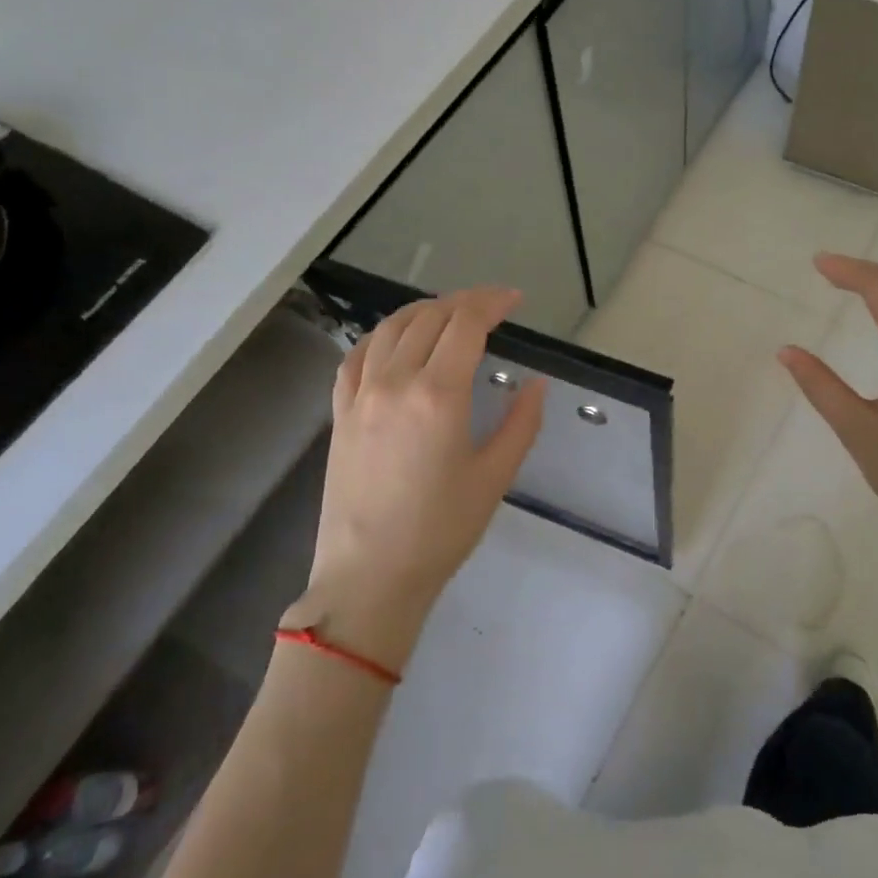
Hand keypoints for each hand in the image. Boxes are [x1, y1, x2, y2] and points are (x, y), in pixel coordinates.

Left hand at [282, 287, 545, 669]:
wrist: (370, 576)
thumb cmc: (441, 531)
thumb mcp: (495, 477)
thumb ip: (521, 423)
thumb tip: (537, 384)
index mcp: (438, 395)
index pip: (465, 324)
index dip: (492, 303)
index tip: (515, 301)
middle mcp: (395, 382)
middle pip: (429, 317)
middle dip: (464, 301)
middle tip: (491, 306)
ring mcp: (360, 396)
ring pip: (389, 328)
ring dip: (423, 310)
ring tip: (448, 313)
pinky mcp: (340, 413)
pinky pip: (356, 356)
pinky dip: (380, 336)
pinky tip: (394, 341)